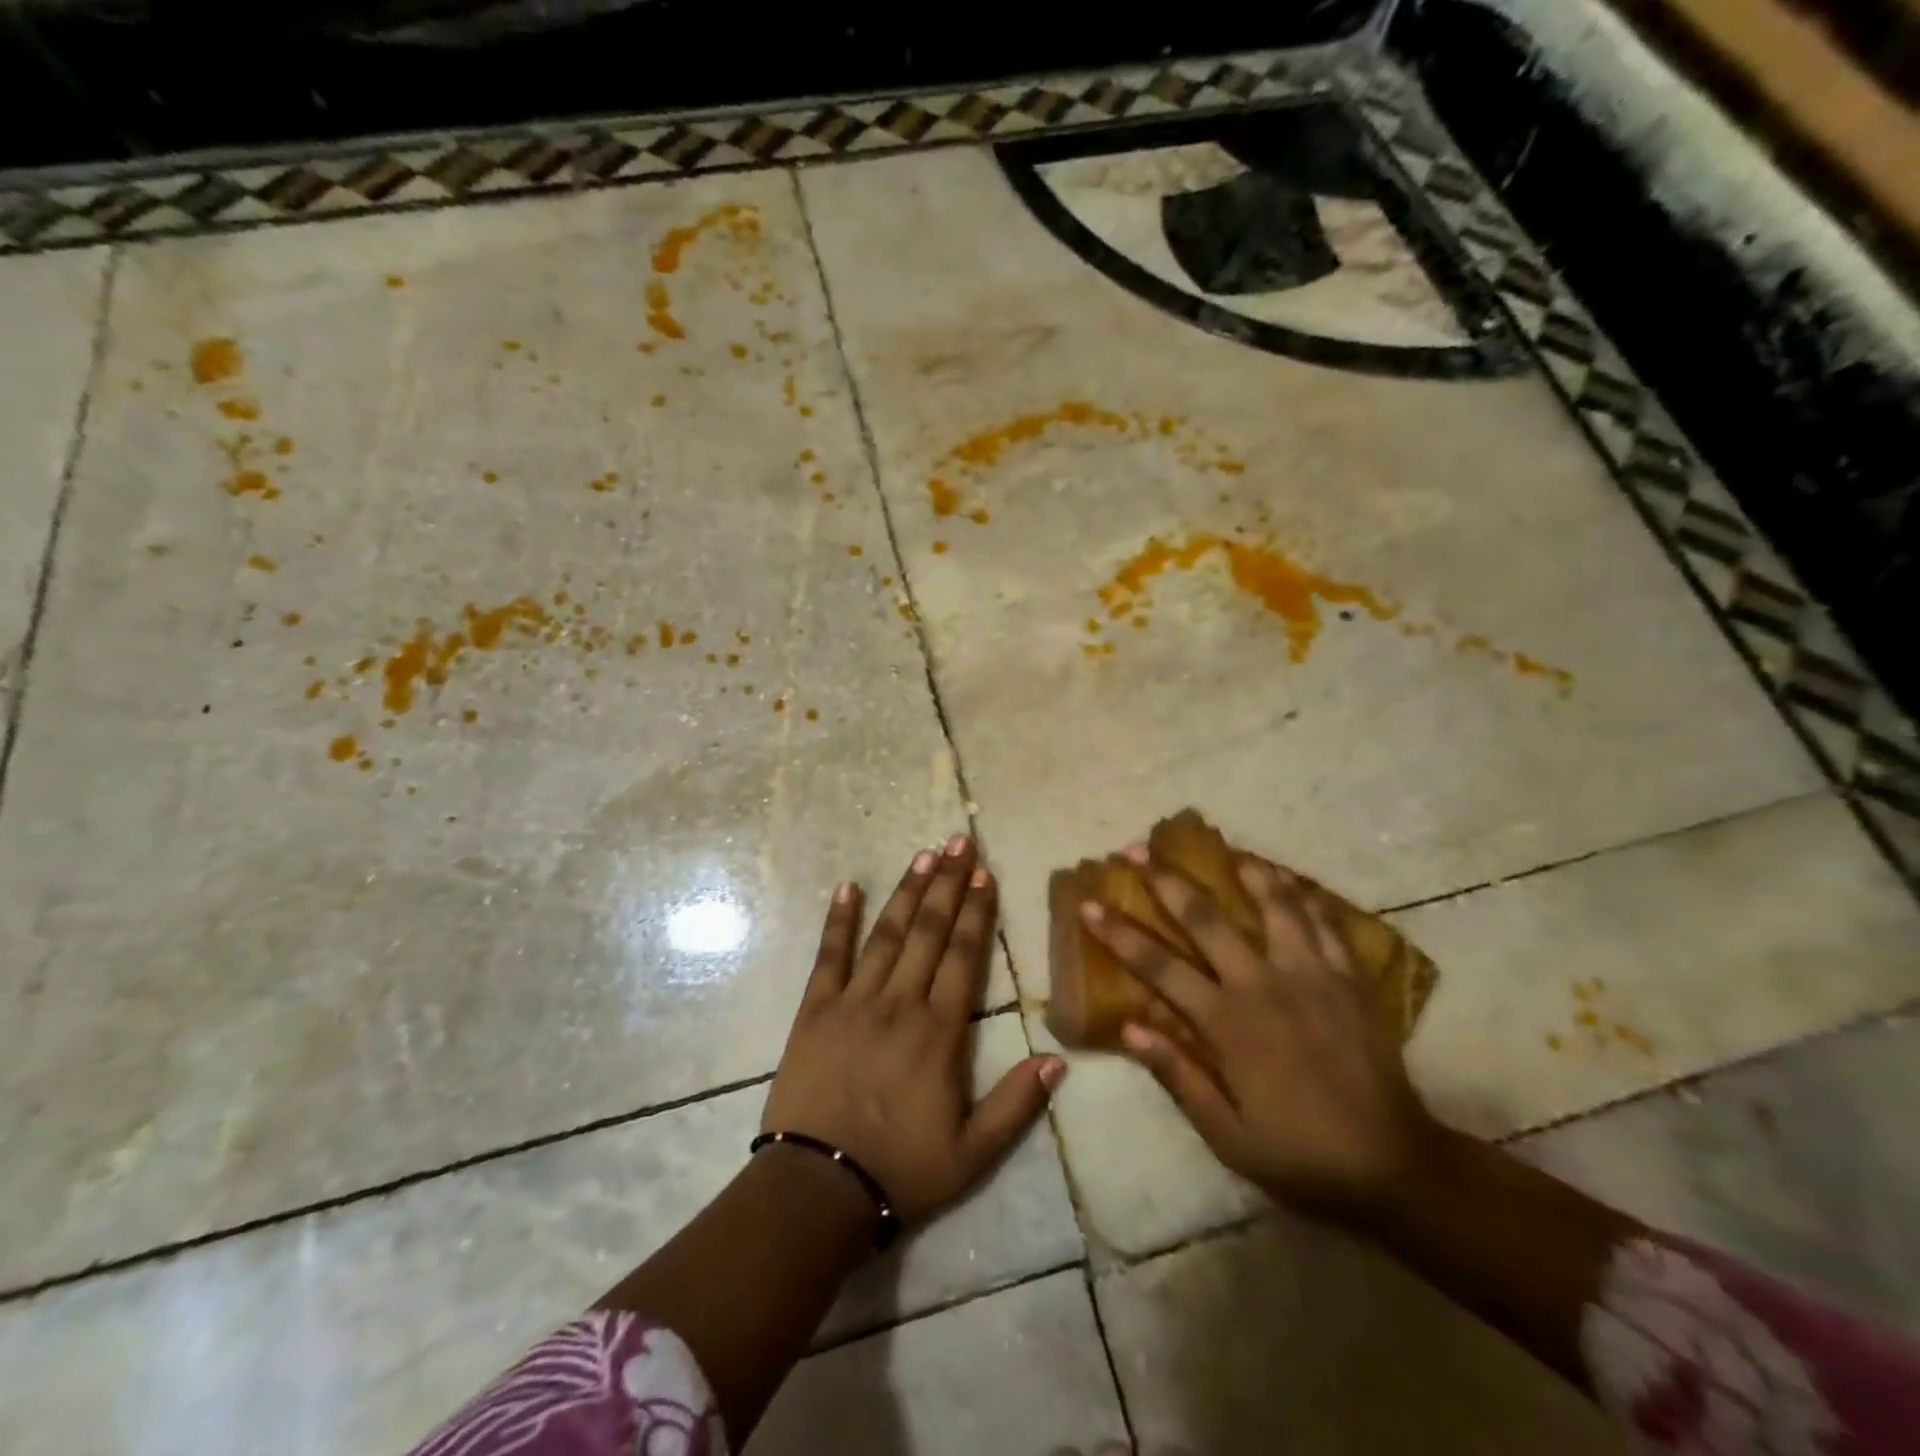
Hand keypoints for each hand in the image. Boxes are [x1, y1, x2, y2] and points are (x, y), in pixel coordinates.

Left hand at [761, 835, 1065, 1227]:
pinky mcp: (815, 1010)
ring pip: (886, 934)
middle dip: (948, 884)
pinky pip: (829, 956)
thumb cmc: (900, 1170)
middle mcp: (900, 1003)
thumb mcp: (972, 1153)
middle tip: (960, 842)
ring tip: (925, 854)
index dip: (977, 912)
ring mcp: (854, 1002)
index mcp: (939, 1031)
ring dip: (907, 891)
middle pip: (928, 931)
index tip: (986, 874)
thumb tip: (1058, 1059)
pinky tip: (847, 887)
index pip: (964, 956)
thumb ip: (1017, 1104)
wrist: (817, 1188)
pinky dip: (838, 920)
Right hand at [1079, 846, 1438, 1223]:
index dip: (1119, 933)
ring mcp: (1312, 975)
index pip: (1158, 966)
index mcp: (1228, 1022)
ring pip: (1274, 905)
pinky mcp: (1350, 979)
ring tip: (1225, 848)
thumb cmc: (1300, 1154)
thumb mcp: (1228, 1134)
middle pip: (1206, 918)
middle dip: (1166, 880)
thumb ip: (1177, 1074)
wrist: (1395, 1166)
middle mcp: (1264, 985)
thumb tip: (1128, 1026)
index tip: (1089, 904)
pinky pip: (1324, 924)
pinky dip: (1303, 896)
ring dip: (1244, 871)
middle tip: (1138, 849)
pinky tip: (1289, 881)